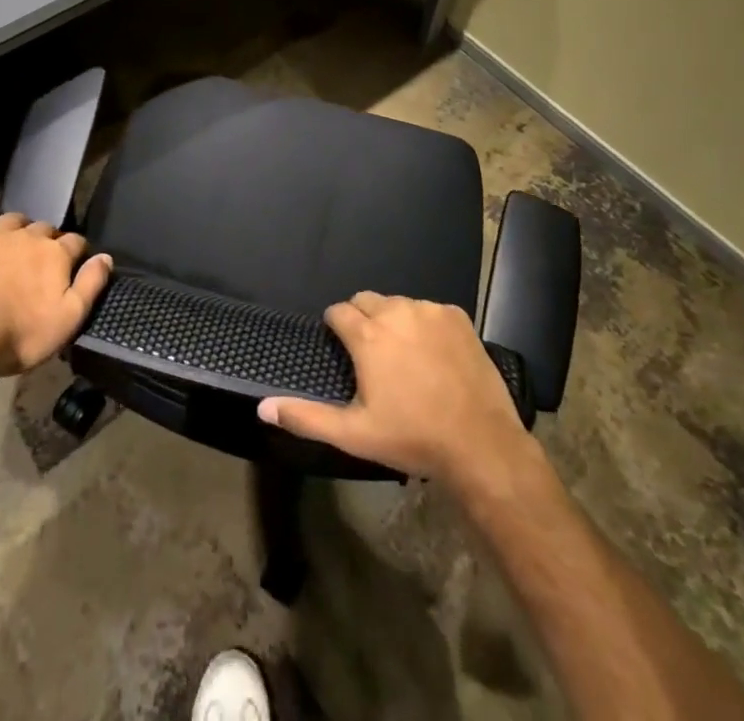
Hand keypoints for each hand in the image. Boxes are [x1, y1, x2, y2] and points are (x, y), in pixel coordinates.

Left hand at [0, 202, 112, 380]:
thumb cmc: (24, 333)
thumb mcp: (70, 317)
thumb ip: (91, 283)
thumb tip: (106, 257)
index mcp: (55, 253)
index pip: (76, 242)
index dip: (79, 251)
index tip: (77, 263)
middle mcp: (28, 236)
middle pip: (44, 228)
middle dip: (48, 239)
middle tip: (44, 259)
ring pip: (11, 219)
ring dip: (17, 226)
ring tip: (16, 238)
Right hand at [257, 292, 531, 488]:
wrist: (480, 444)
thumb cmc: (412, 438)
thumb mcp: (354, 434)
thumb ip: (306, 416)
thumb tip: (263, 407)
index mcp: (367, 334)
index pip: (338, 311)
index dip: (336, 328)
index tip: (344, 351)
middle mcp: (395, 311)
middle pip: (366, 300)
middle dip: (362, 320)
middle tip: (372, 356)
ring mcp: (429, 311)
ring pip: (398, 304)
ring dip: (393, 321)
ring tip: (404, 356)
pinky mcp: (457, 316)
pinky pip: (429, 310)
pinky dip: (424, 324)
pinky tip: (433, 355)